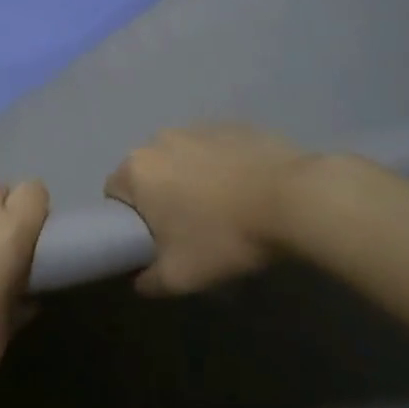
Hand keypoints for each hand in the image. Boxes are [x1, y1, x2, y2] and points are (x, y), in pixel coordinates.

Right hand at [104, 126, 313, 295]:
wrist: (294, 200)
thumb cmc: (224, 237)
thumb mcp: (180, 277)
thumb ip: (148, 281)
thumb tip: (139, 279)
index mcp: (136, 170)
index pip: (114, 193)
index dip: (130, 219)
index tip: (155, 239)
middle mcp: (159, 140)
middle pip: (148, 172)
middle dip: (161, 196)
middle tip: (189, 228)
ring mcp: (198, 127)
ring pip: (181, 158)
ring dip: (190, 179)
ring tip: (222, 209)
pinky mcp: (233, 125)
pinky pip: (214, 149)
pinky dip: (221, 166)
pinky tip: (246, 190)